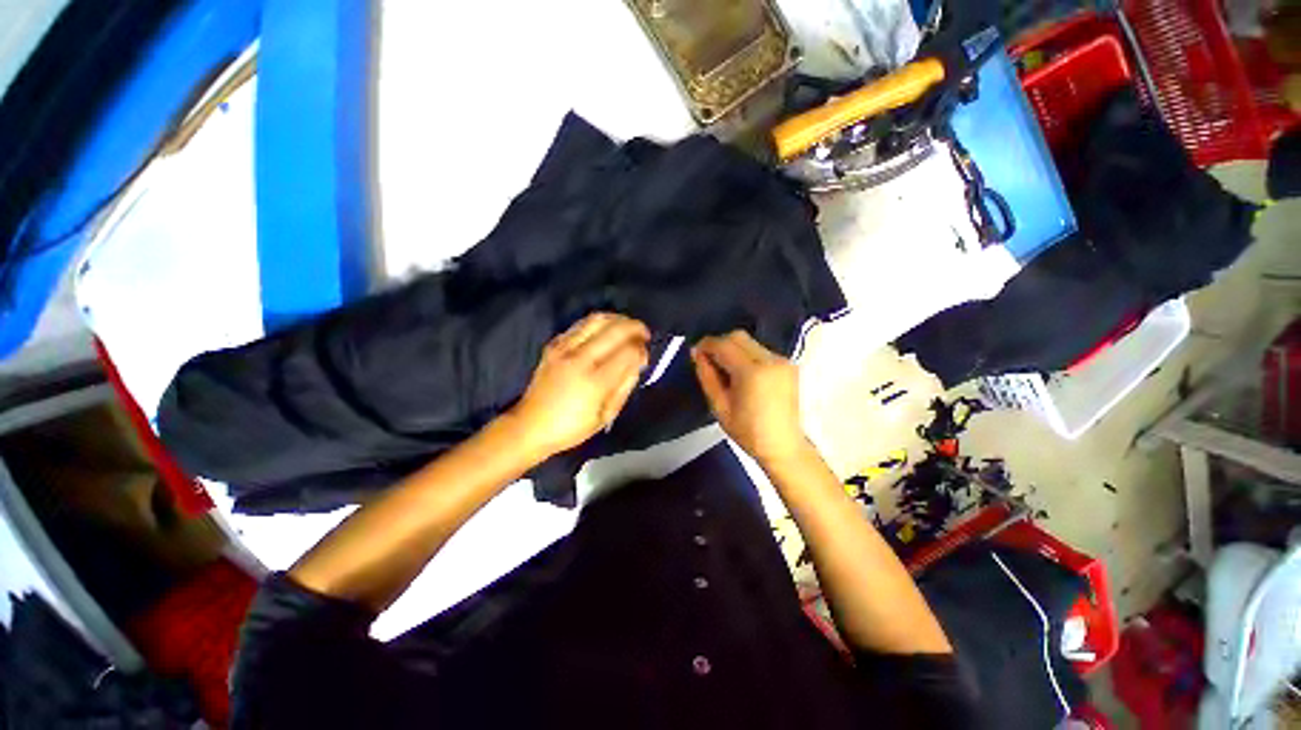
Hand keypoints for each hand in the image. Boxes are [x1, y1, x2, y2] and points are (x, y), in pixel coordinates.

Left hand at [509, 313, 649, 458]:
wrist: (530, 425)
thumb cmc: (572, 427)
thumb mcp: (607, 415)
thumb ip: (625, 385)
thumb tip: (638, 362)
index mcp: (595, 381)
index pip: (628, 351)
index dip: (642, 349)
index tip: (645, 355)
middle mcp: (580, 358)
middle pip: (616, 329)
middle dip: (636, 327)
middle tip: (644, 334)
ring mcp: (564, 348)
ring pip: (598, 319)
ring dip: (618, 319)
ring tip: (627, 327)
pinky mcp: (554, 344)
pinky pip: (581, 324)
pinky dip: (598, 323)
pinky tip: (604, 331)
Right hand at [691, 330, 810, 465]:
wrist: (784, 445)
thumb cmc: (748, 431)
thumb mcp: (719, 406)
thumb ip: (707, 376)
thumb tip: (696, 353)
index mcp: (752, 372)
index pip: (724, 345)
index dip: (707, 344)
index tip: (696, 352)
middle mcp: (770, 360)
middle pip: (738, 337)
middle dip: (720, 343)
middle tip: (709, 360)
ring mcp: (782, 360)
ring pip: (750, 341)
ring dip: (733, 349)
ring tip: (725, 369)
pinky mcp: (789, 364)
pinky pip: (761, 350)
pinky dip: (747, 354)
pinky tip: (742, 373)